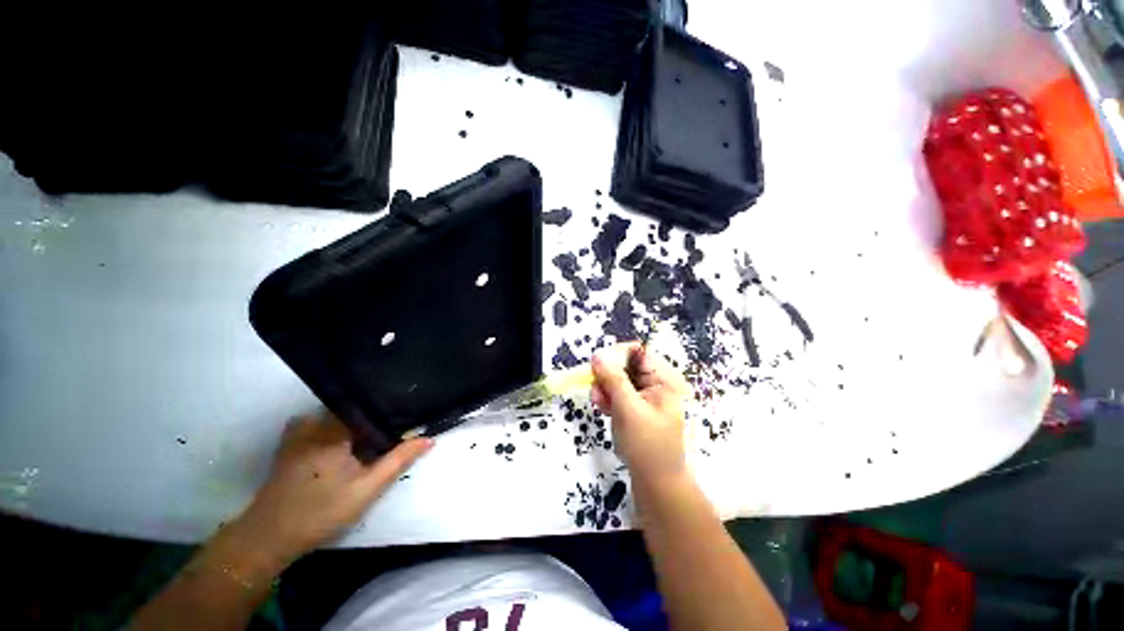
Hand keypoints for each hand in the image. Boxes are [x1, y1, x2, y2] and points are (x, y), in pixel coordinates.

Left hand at [237, 415, 431, 560]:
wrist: (268, 538)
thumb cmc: (320, 512)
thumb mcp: (366, 489)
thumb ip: (399, 460)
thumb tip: (429, 438)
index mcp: (333, 428)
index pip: (372, 407)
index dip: (393, 414)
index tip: (408, 422)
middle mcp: (315, 420)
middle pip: (358, 411)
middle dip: (377, 422)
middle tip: (395, 436)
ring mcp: (300, 429)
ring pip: (343, 418)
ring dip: (361, 427)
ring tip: (376, 442)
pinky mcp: (293, 440)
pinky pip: (326, 425)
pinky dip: (343, 431)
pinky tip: (350, 448)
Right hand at [591, 342, 690, 484]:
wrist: (656, 483)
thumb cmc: (647, 446)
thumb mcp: (629, 409)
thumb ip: (613, 380)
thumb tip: (598, 354)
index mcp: (664, 378)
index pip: (638, 351)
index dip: (616, 355)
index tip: (597, 367)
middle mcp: (657, 382)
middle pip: (626, 364)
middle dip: (608, 375)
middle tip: (596, 391)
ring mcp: (646, 394)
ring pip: (619, 378)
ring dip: (605, 388)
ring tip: (599, 404)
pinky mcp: (637, 405)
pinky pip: (618, 392)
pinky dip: (608, 397)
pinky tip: (603, 409)